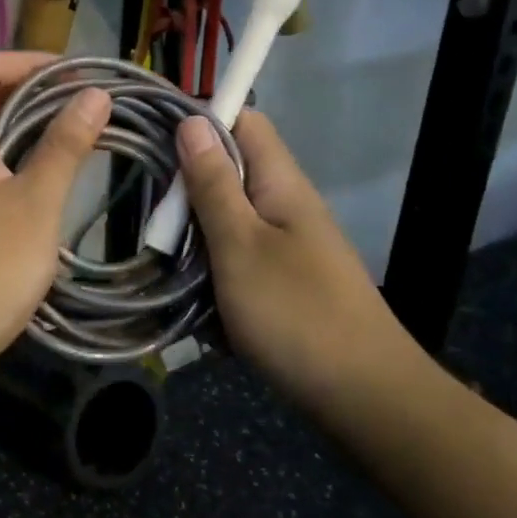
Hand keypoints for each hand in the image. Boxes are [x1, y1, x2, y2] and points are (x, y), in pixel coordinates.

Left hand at [0, 52, 110, 402]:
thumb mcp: (36, 204)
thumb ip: (65, 145)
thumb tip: (94, 94)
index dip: (28, 62)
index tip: (76, 75)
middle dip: (34, 98)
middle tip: (86, 110)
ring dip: (25, 137)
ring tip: (75, 146)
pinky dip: (11, 173)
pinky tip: (44, 197)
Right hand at [178, 111, 404, 398]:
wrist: (364, 396)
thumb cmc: (296, 313)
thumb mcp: (240, 246)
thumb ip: (214, 185)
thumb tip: (192, 121)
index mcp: (281, 183)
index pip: (244, 121)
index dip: (201, 121)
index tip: (155, 142)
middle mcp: (287, 205)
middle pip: (231, 172)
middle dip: (189, 189)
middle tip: (152, 216)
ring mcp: (289, 246)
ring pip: (230, 220)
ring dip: (197, 236)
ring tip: (163, 259)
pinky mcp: (285, 282)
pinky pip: (240, 260)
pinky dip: (215, 273)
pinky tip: (195, 300)